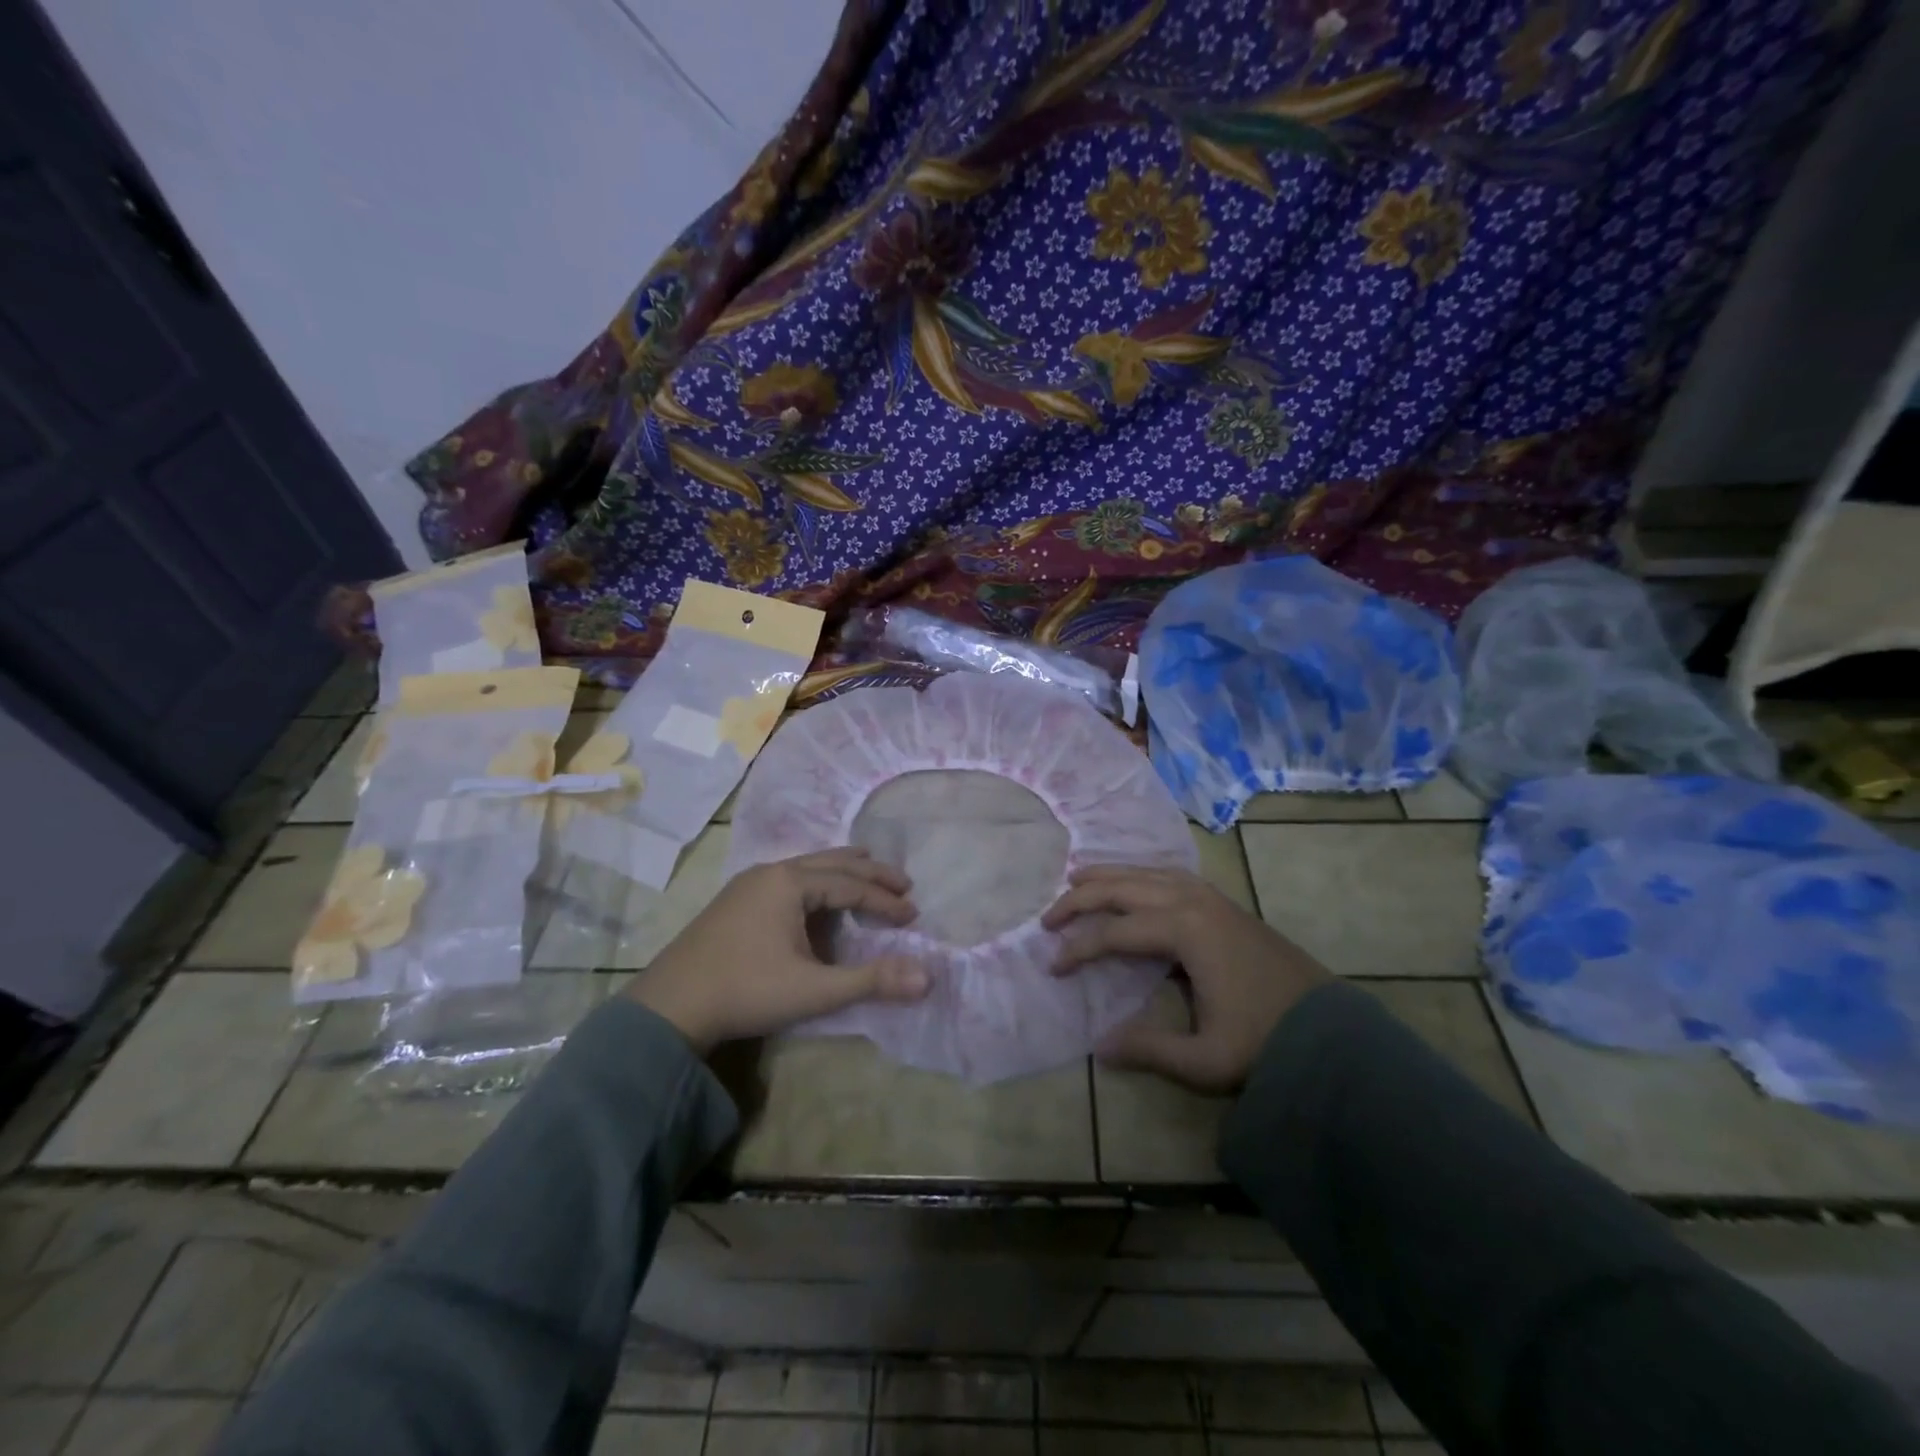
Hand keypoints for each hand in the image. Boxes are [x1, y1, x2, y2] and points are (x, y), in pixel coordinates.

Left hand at [625, 848, 930, 1053]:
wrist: (670, 1007)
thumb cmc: (746, 991)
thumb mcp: (814, 990)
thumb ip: (872, 981)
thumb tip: (928, 977)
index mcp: (790, 882)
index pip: (851, 884)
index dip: (885, 900)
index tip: (913, 916)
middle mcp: (771, 872)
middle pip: (832, 862)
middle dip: (870, 872)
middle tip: (904, 883)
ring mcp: (749, 883)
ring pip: (808, 866)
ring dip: (842, 872)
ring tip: (868, 873)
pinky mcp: (736, 900)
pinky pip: (789, 878)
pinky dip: (817, 882)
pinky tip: (818, 899)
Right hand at [1042, 865, 1330, 1093]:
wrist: (1332, 1033)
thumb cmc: (1266, 1043)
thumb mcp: (1205, 1060)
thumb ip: (1149, 1051)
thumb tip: (1099, 1047)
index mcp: (1185, 931)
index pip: (1115, 932)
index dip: (1078, 947)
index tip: (1053, 966)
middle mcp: (1193, 902)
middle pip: (1124, 888)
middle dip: (1081, 898)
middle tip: (1048, 915)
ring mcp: (1211, 897)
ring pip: (1147, 872)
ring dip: (1108, 875)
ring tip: (1076, 878)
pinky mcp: (1224, 903)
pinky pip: (1170, 874)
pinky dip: (1140, 873)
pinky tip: (1133, 881)